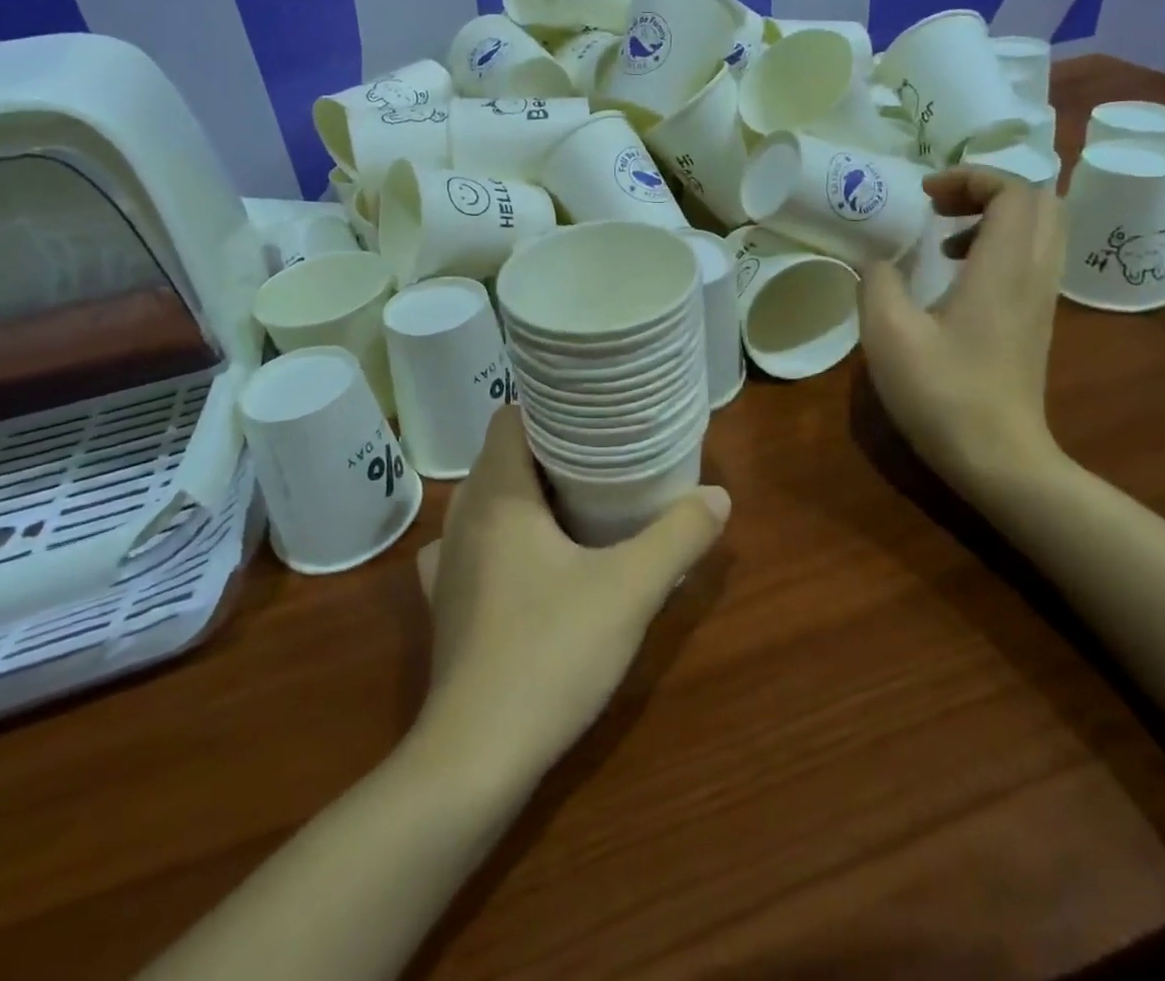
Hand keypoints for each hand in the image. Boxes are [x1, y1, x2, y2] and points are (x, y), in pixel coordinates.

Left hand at [412, 407, 728, 785]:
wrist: (475, 755)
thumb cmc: (550, 652)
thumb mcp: (630, 590)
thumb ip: (679, 536)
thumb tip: (718, 495)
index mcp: (496, 494)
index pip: (510, 417)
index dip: (550, 408)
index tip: (594, 417)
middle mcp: (462, 516)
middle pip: (503, 456)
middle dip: (551, 451)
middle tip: (604, 457)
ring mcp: (446, 561)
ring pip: (488, 500)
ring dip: (528, 494)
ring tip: (578, 502)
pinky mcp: (445, 601)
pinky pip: (474, 544)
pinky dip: (504, 536)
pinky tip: (533, 559)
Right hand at [860, 166, 1065, 485]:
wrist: (998, 458)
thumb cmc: (942, 393)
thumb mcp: (888, 334)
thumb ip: (877, 282)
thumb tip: (879, 260)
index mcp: (1004, 268)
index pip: (1014, 190)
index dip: (970, 177)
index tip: (924, 195)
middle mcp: (1034, 274)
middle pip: (1038, 202)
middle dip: (987, 190)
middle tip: (938, 207)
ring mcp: (1042, 299)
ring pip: (1040, 230)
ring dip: (994, 217)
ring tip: (943, 238)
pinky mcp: (1037, 321)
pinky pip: (1032, 258)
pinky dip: (999, 246)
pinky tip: (955, 277)